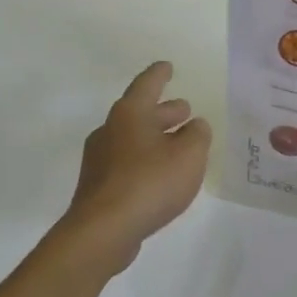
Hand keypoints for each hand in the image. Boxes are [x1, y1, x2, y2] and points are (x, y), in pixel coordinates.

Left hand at [57, 61, 211, 271]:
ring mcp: (100, 159)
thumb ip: (197, 136)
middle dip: (163, 111)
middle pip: (140, 113)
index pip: (147, 85)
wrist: (104, 230)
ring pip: (134, 139)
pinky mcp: (99, 186)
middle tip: (184, 111)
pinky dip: (147, 160)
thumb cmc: (150, 183)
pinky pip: (128, 163)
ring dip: (156, 137)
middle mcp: (110, 130)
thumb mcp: (189, 156)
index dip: (159, 74)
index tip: (167, 66)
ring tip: (179, 144)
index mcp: (130, 114)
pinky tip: (161, 175)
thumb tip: (196, 125)